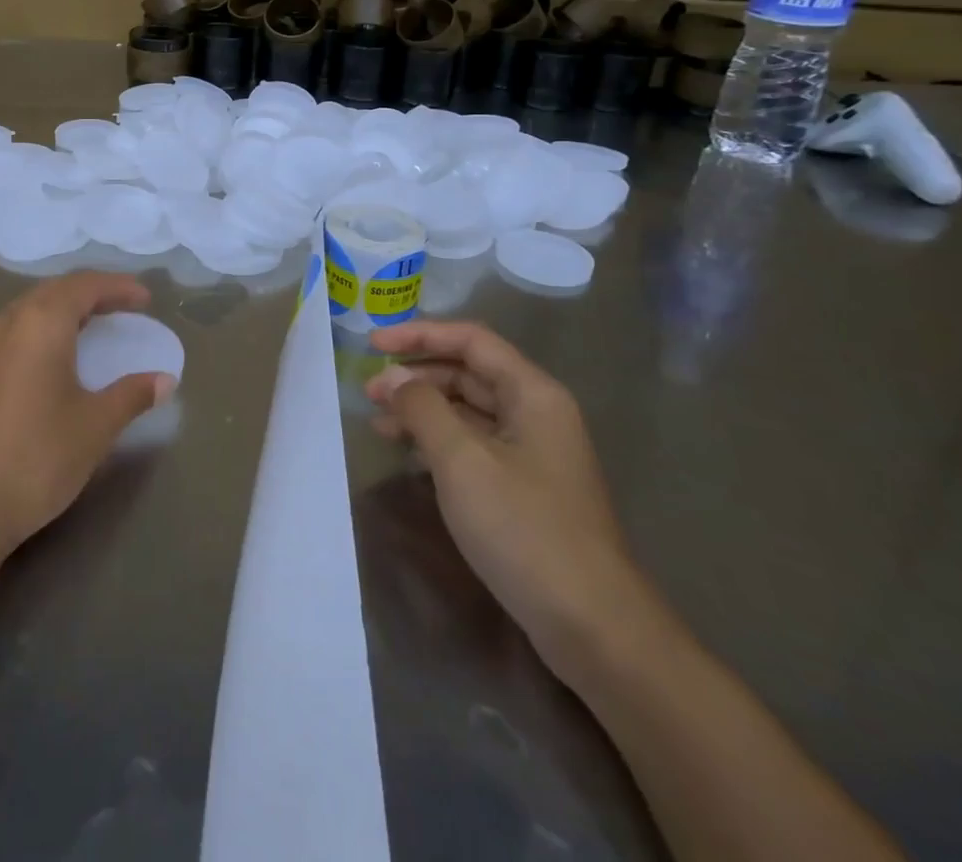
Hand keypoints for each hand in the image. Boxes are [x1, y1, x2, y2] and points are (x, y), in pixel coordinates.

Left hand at [0, 274, 177, 561]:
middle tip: (124, 308)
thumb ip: (132, 395)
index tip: (146, 299)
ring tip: (92, 328)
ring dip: (64, 310)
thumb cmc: (37, 457)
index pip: (85, 285)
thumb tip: (165, 380)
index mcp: (41, 322)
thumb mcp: (95, 426)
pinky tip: (53, 358)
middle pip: (55, 290)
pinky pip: (14, 332)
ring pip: (30, 309)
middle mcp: (7, 322)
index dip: (119, 287)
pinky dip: (42, 330)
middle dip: (92, 293)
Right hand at [365, 321, 651, 683]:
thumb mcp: (462, 460)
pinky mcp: (524, 487)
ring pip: (468, 410)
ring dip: (422, 409)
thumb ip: (422, 408)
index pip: (471, 340)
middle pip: (468, 372)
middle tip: (368, 392)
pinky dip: (437, 440)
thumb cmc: (525, 529)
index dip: (419, 334)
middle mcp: (536, 413)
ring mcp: (532, 453)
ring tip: (378, 422)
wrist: (592, 627)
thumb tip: (393, 378)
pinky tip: (408, 454)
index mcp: (532, 393)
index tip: (373, 346)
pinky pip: (473, 444)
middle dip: (416, 375)